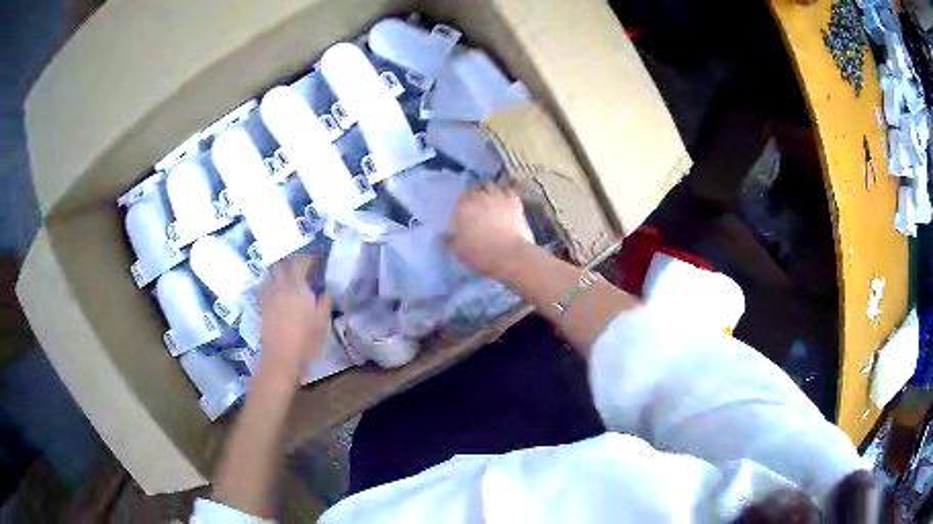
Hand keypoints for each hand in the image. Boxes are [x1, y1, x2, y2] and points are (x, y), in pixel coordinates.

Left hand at [260, 255, 331, 383]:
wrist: (281, 358)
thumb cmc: (305, 341)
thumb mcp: (322, 322)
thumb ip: (325, 302)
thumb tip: (326, 293)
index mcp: (296, 287)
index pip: (301, 262)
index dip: (311, 258)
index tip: (319, 261)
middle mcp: (280, 286)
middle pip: (284, 264)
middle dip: (294, 263)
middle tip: (305, 270)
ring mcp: (269, 295)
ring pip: (273, 273)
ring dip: (282, 272)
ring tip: (291, 280)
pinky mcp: (262, 305)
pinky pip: (266, 286)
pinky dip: (273, 283)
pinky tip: (279, 292)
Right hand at [450, 186, 532, 277]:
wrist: (509, 255)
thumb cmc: (481, 254)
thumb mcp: (459, 251)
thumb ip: (451, 240)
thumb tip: (442, 237)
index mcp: (463, 208)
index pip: (461, 198)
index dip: (463, 204)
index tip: (465, 213)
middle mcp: (480, 197)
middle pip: (475, 189)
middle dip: (476, 196)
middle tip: (478, 206)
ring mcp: (498, 197)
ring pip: (491, 186)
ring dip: (489, 191)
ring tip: (491, 200)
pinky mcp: (514, 201)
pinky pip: (508, 190)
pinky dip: (505, 193)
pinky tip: (506, 200)